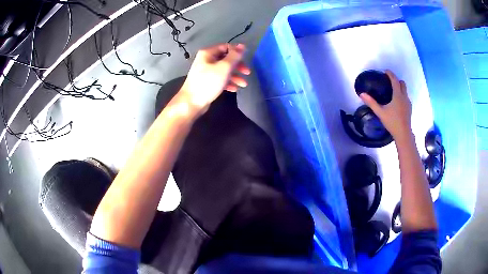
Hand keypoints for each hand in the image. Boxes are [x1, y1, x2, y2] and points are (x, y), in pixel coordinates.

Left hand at [180, 43, 249, 113]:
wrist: (191, 102)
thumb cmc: (208, 83)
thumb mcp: (224, 67)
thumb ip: (234, 56)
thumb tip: (242, 46)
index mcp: (208, 53)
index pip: (226, 47)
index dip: (237, 52)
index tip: (246, 60)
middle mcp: (206, 60)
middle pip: (226, 59)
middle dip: (238, 66)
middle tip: (247, 72)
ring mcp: (206, 71)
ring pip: (224, 70)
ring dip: (235, 76)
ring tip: (243, 84)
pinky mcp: (207, 82)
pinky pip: (220, 79)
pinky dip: (228, 82)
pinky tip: (234, 89)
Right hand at [360, 70, 412, 140]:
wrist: (403, 134)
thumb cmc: (392, 122)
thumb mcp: (380, 112)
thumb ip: (371, 102)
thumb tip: (361, 94)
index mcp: (398, 95)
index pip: (395, 80)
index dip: (390, 74)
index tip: (385, 71)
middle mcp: (404, 97)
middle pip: (402, 83)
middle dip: (396, 80)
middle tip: (389, 82)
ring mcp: (408, 103)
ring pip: (405, 90)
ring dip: (400, 87)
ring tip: (392, 91)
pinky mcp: (409, 108)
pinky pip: (406, 97)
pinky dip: (402, 95)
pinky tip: (397, 102)